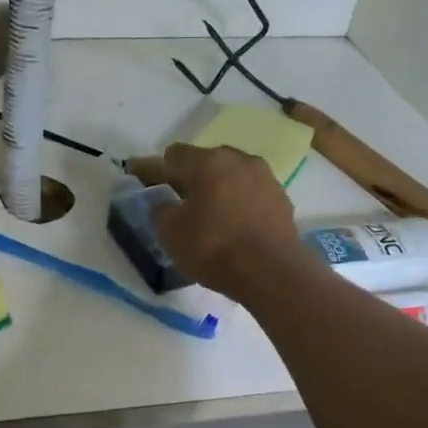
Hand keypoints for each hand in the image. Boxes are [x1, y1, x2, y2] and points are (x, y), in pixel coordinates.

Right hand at [151, 143, 312, 302]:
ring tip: (209, 211)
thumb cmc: (214, 247)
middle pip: (206, 161)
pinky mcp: (282, 199)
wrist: (272, 272)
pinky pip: (251, 194)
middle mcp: (239, 160)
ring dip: (218, 188)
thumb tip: (162, 203)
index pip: (173, 155)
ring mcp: (265, 178)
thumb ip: (160, 211)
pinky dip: (239, 203)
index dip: (156, 169)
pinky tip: (234, 223)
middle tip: (178, 198)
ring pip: (232, 176)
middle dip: (191, 176)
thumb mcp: (171, 233)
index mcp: (208, 162)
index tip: (145, 182)